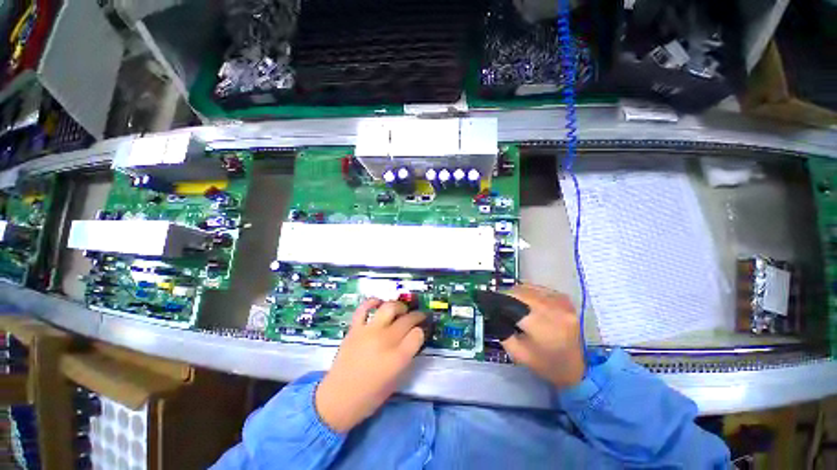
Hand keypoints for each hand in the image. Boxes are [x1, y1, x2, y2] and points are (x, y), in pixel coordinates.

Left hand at [315, 299, 425, 431]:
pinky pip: (364, 308)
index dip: (421, 332)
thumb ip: (406, 356)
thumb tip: (413, 338)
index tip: (420, 332)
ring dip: (399, 306)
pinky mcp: (355, 328)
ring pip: (389, 307)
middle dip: (417, 316)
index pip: (417, 334)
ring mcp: (369, 332)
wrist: (337, 399)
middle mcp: (385, 341)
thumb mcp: (396, 380)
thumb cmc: (370, 395)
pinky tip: (378, 303)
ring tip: (401, 310)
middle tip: (419, 317)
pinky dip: (372, 302)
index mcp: (397, 358)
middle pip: (407, 320)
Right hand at [501, 284, 584, 388]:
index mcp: (542, 324)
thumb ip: (502, 330)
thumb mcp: (517, 352)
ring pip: (528, 287)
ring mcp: (561, 301)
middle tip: (498, 304)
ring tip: (512, 304)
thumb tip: (492, 310)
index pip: (512, 301)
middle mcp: (553, 307)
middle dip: (506, 295)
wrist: (576, 369)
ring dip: (517, 293)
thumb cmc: (545, 364)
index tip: (487, 300)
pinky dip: (528, 293)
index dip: (497, 299)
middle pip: (520, 291)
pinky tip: (527, 304)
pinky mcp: (564, 298)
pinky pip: (538, 288)